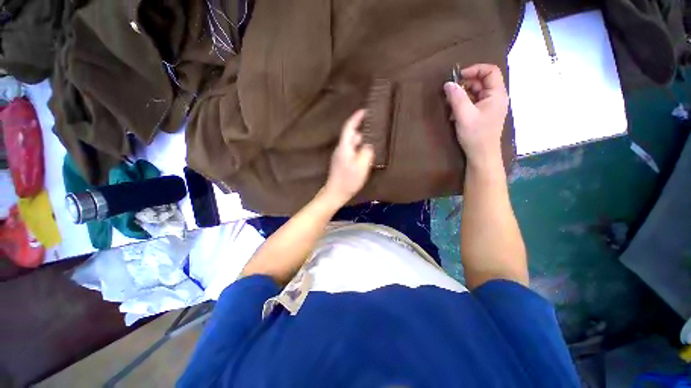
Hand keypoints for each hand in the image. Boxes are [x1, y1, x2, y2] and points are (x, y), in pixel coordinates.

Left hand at [323, 110, 374, 205]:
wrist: (335, 193)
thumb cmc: (348, 180)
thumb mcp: (361, 166)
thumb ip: (366, 152)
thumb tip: (368, 144)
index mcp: (344, 147)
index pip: (349, 127)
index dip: (356, 118)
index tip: (365, 110)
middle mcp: (341, 149)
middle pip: (352, 135)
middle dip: (362, 130)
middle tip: (375, 128)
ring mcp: (341, 156)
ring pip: (352, 144)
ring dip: (362, 141)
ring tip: (373, 141)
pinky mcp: (342, 162)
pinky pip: (352, 151)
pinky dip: (359, 149)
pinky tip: (366, 154)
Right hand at [444, 64, 508, 165]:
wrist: (481, 155)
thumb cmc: (475, 135)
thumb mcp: (464, 115)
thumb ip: (456, 98)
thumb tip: (448, 83)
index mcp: (497, 94)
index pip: (490, 71)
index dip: (474, 69)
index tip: (457, 77)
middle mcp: (496, 97)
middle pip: (482, 81)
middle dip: (465, 84)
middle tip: (450, 92)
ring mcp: (490, 107)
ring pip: (476, 93)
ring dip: (462, 95)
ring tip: (450, 104)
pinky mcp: (484, 114)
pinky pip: (474, 103)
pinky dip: (463, 104)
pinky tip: (454, 113)